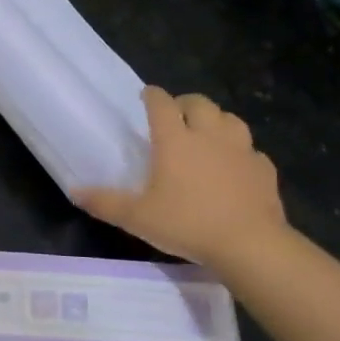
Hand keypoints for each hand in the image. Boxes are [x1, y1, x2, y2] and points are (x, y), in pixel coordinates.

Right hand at [75, 87, 290, 275]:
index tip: (146, 95)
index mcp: (175, 140)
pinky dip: (241, 152)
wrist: (250, 245)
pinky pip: (251, 150)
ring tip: (207, 134)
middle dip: (185, 103)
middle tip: (176, 116)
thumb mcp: (137, 218)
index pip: (162, 103)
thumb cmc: (188, 224)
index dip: (152, 95)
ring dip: (216, 120)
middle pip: (199, 103)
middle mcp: (208, 135)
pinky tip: (236, 166)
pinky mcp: (264, 169)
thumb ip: (105, 202)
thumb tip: (75, 191)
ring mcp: (241, 150)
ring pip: (230, 119)